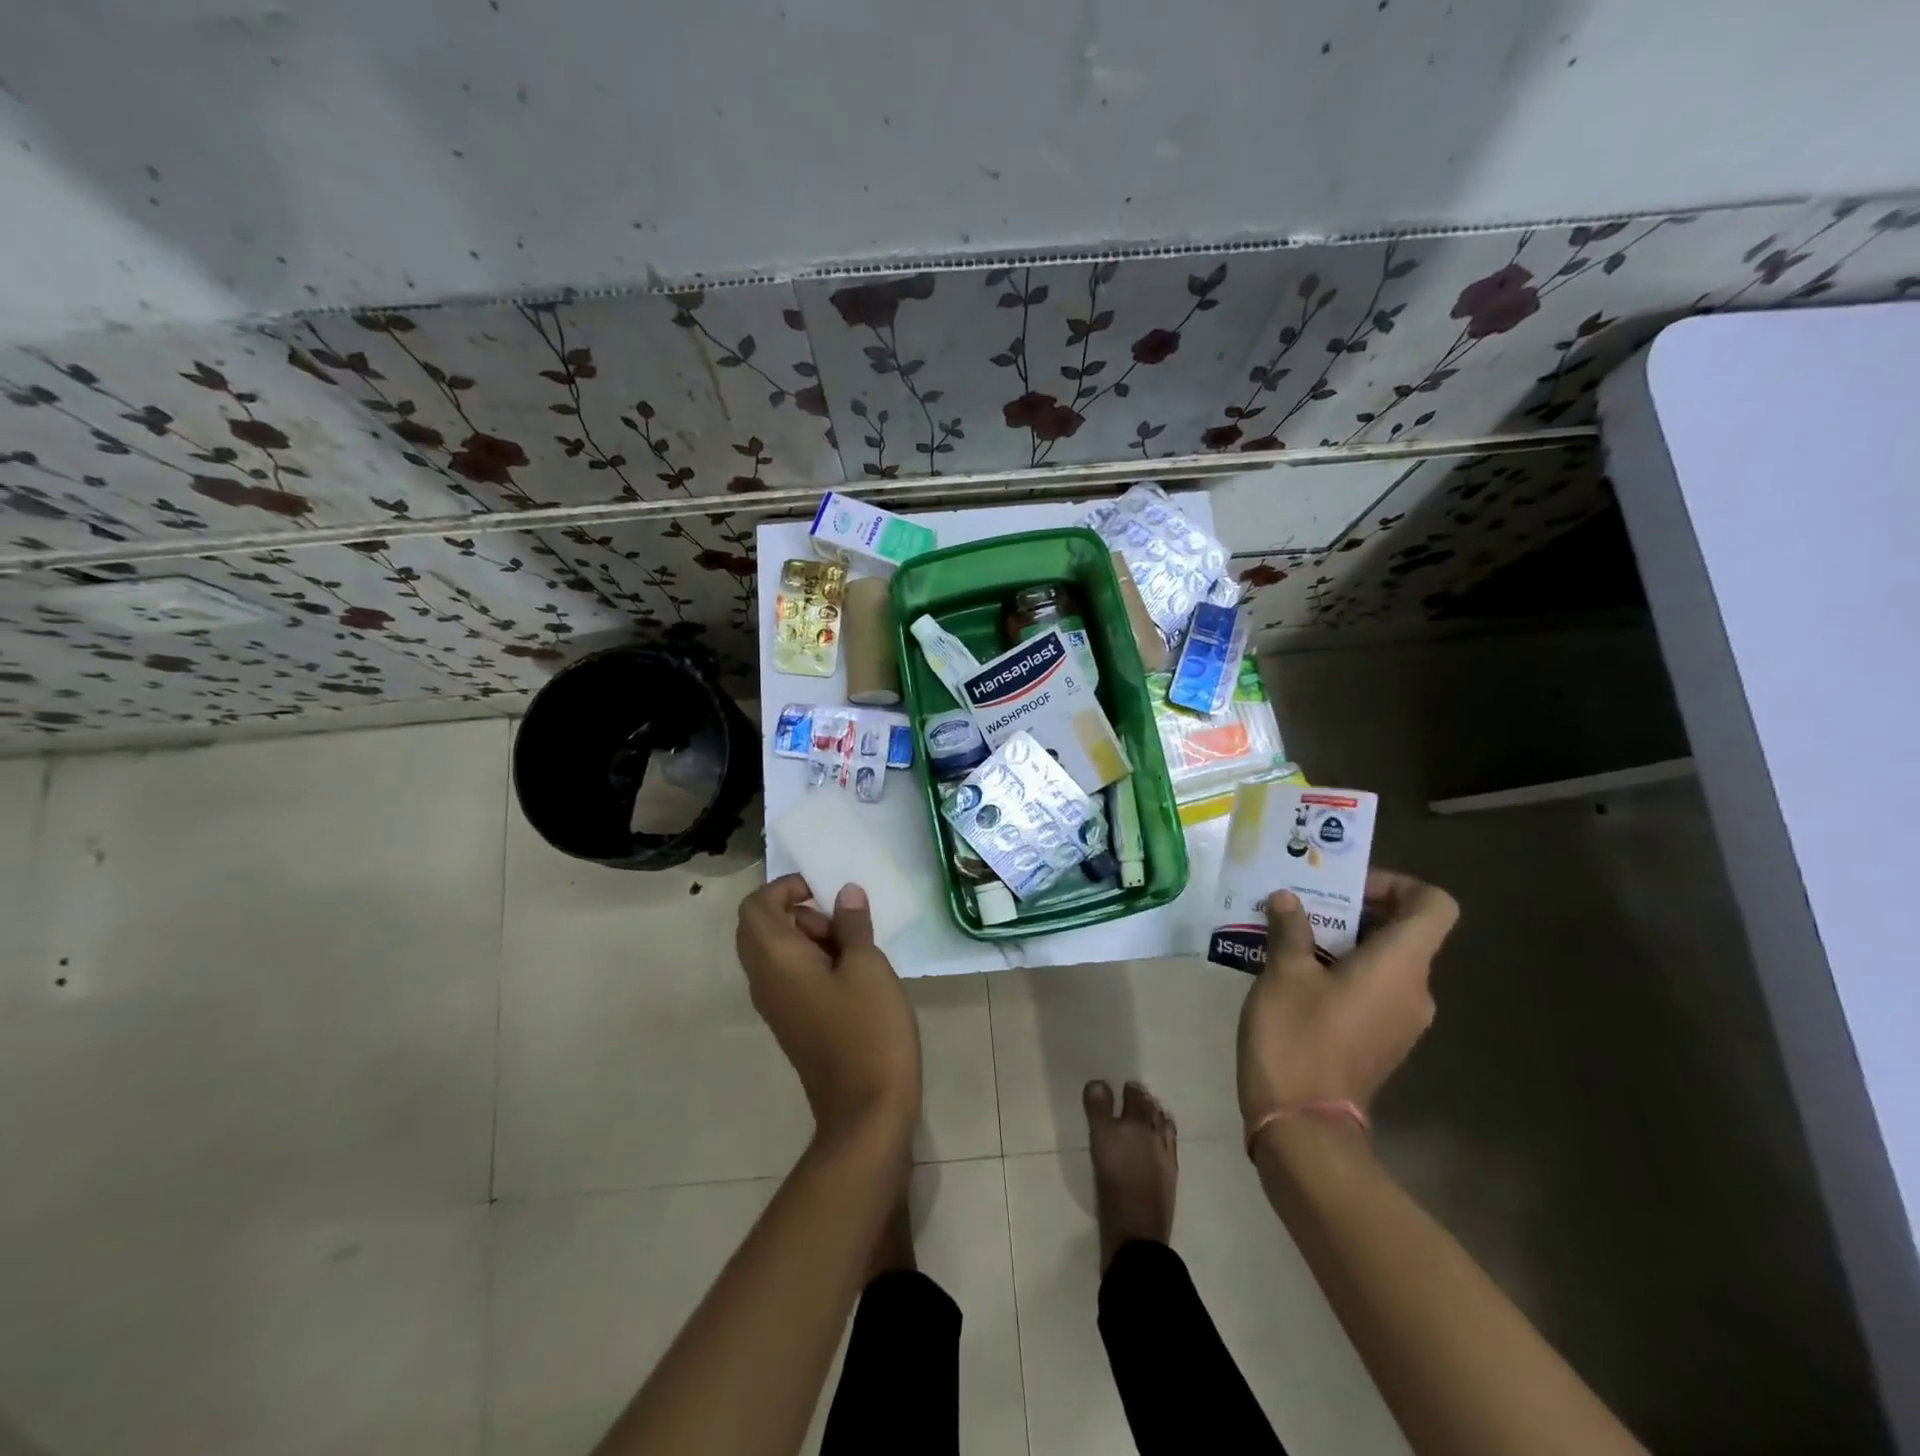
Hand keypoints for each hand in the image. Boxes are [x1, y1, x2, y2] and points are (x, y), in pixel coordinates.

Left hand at [736, 875, 921, 1149]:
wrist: (866, 1111)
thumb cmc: (868, 1029)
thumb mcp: (868, 967)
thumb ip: (853, 925)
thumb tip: (845, 894)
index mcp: (776, 960)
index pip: (755, 906)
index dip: (785, 888)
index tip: (824, 893)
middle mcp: (764, 980)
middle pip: (760, 927)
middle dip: (799, 913)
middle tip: (841, 924)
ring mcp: (776, 1006)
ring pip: (776, 953)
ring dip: (809, 938)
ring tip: (854, 950)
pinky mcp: (792, 1023)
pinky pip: (789, 977)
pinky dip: (813, 963)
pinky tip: (852, 976)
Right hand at [1237, 869, 1458, 1131]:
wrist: (1303, 1124)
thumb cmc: (1297, 1037)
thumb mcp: (1283, 973)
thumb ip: (1290, 929)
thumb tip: (1288, 900)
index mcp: (1401, 965)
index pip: (1434, 905)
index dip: (1397, 884)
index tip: (1346, 889)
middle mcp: (1414, 990)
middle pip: (1404, 931)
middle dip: (1352, 910)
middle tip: (1300, 907)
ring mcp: (1401, 1020)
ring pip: (1383, 961)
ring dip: (1341, 941)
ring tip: (1288, 937)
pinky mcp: (1381, 1041)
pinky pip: (1372, 989)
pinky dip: (1341, 971)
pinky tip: (1294, 976)